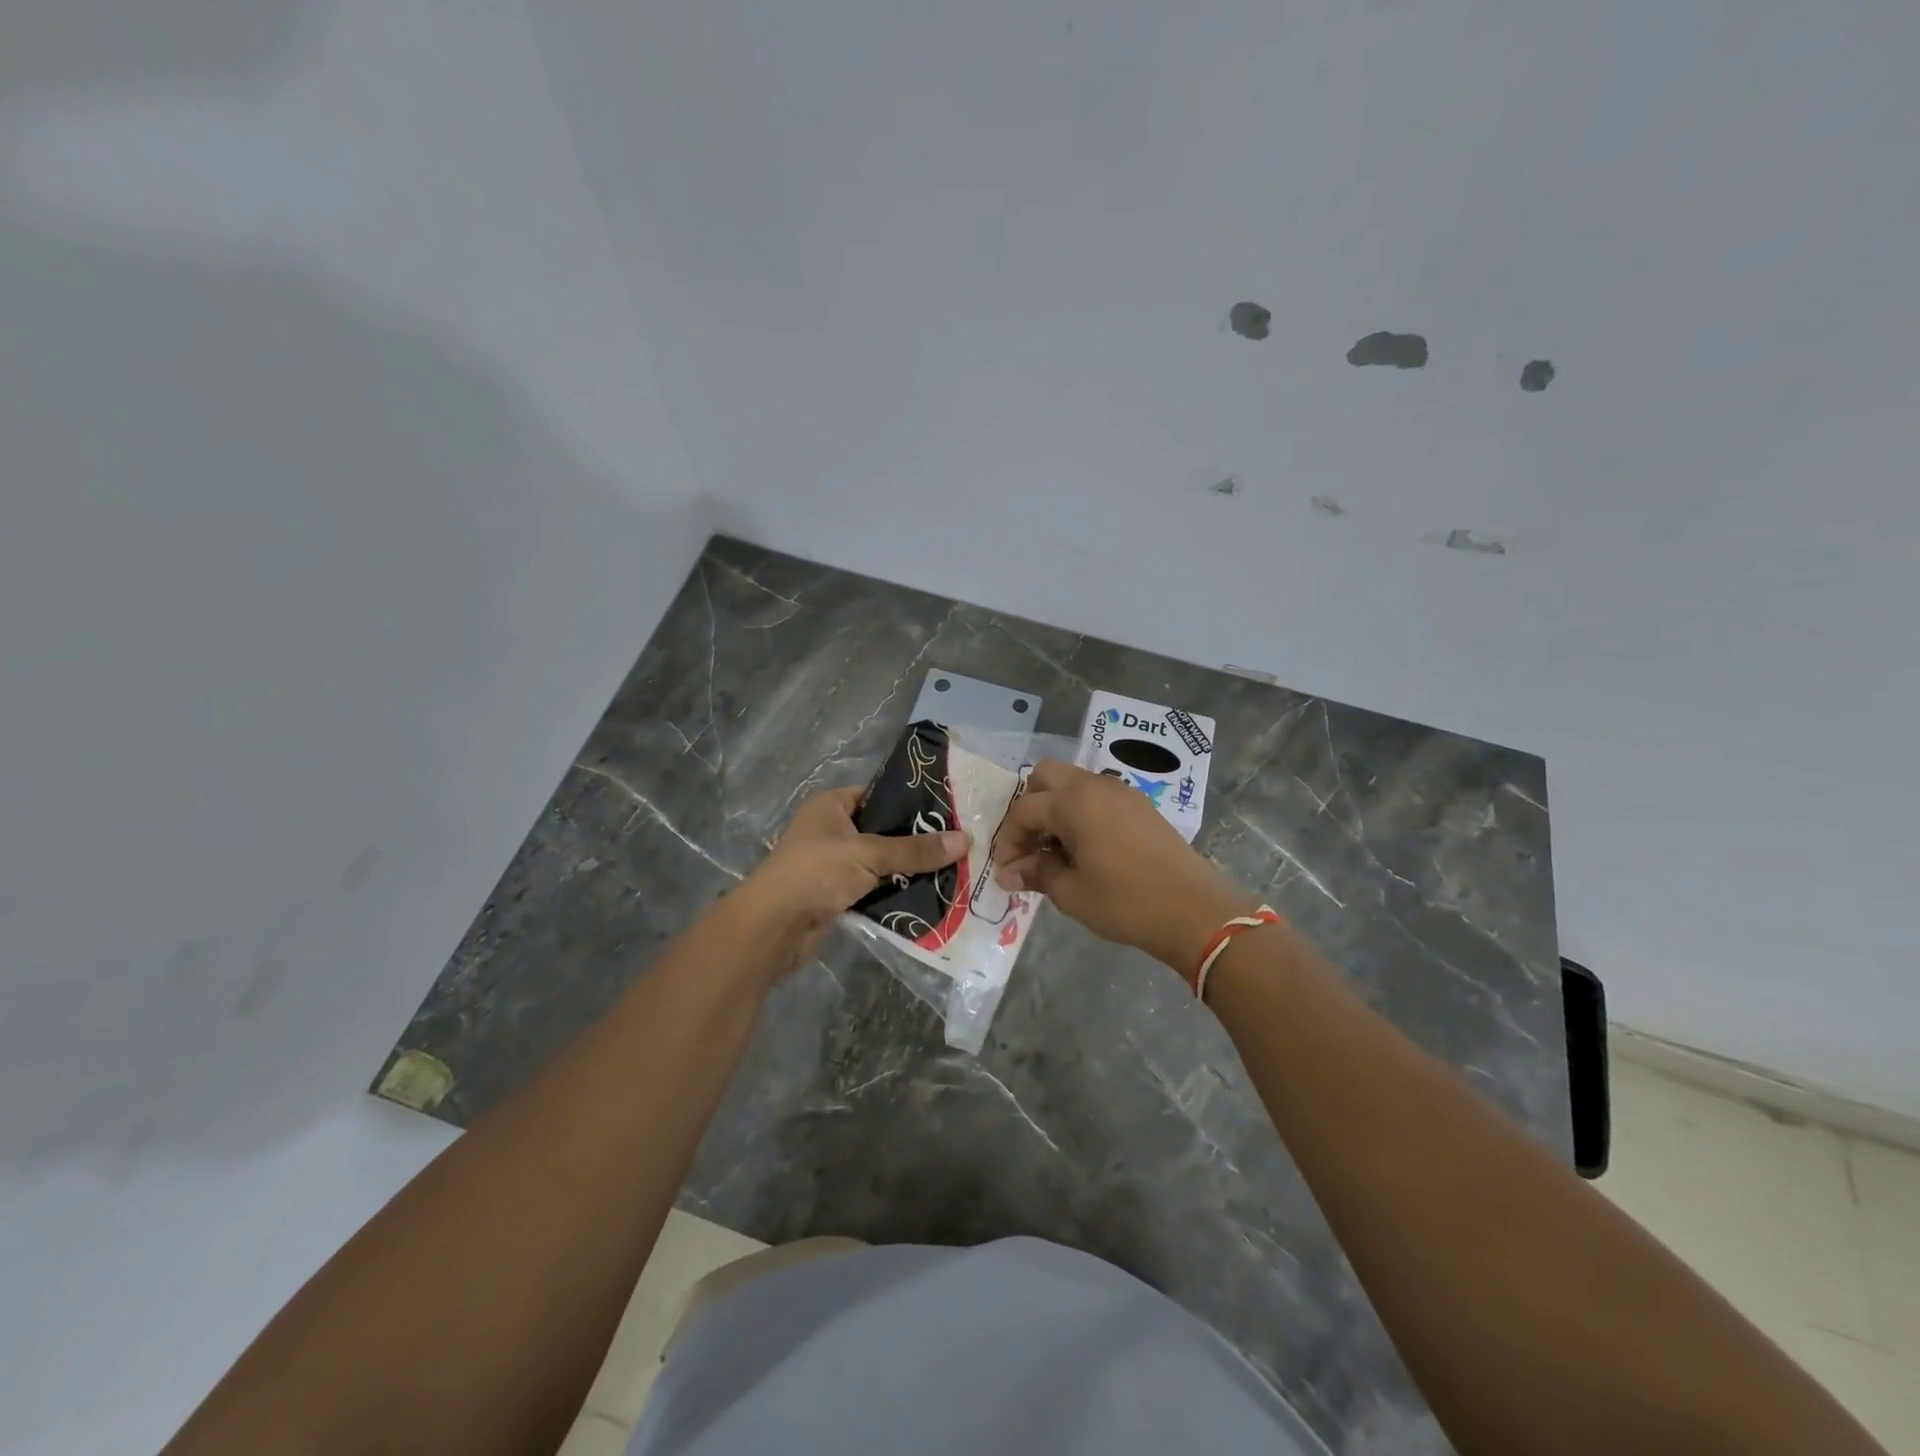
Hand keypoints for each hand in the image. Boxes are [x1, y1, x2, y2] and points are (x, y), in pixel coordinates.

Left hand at [732, 785, 968, 975]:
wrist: (773, 927)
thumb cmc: (816, 873)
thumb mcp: (869, 854)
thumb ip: (915, 849)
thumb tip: (966, 839)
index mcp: (831, 806)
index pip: (878, 794)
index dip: (910, 801)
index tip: (947, 810)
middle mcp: (831, 831)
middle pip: (882, 830)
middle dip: (915, 840)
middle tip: (957, 843)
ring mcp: (832, 865)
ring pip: (880, 862)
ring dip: (907, 869)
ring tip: (951, 869)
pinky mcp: (836, 895)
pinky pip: (873, 888)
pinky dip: (894, 892)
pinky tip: (927, 895)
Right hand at [994, 760, 1255, 972]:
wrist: (1193, 911)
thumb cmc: (1125, 902)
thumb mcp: (1071, 892)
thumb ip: (1037, 873)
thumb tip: (1010, 873)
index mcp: (1072, 801)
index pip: (1024, 810)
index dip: (1009, 840)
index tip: (1007, 871)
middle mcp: (1095, 785)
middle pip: (1046, 777)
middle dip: (1030, 807)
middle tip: (1030, 845)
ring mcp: (1121, 792)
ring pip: (1074, 784)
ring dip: (1056, 809)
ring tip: (1056, 852)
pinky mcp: (1140, 806)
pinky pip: (1098, 797)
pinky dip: (1081, 813)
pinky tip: (1085, 850)